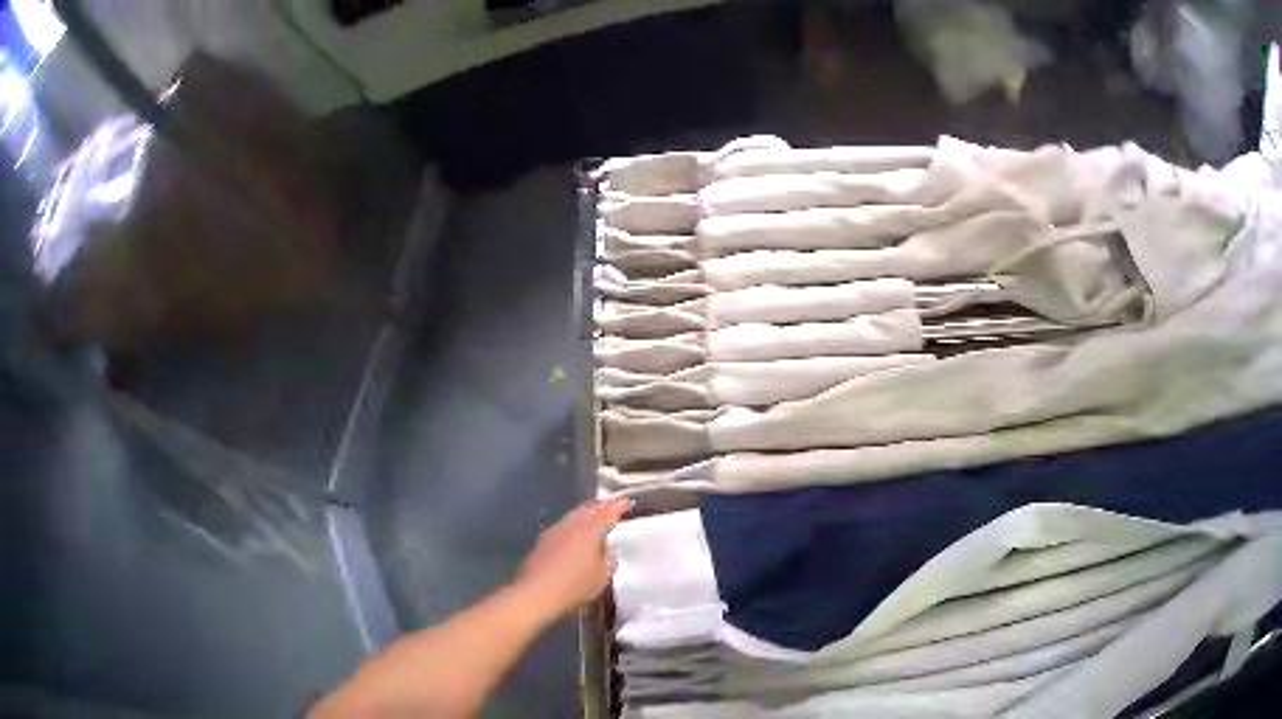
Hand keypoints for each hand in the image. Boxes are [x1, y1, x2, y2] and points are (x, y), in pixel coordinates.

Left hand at [514, 498, 630, 619]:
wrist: (535, 593)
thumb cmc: (574, 586)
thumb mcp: (602, 577)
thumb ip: (608, 560)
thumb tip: (608, 551)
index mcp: (590, 531)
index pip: (607, 513)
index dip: (617, 506)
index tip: (626, 502)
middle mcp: (571, 525)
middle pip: (588, 510)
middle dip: (600, 506)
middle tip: (611, 505)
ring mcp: (554, 531)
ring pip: (573, 515)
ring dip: (585, 514)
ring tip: (594, 515)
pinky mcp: (542, 541)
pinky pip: (563, 526)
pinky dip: (573, 525)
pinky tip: (574, 532)